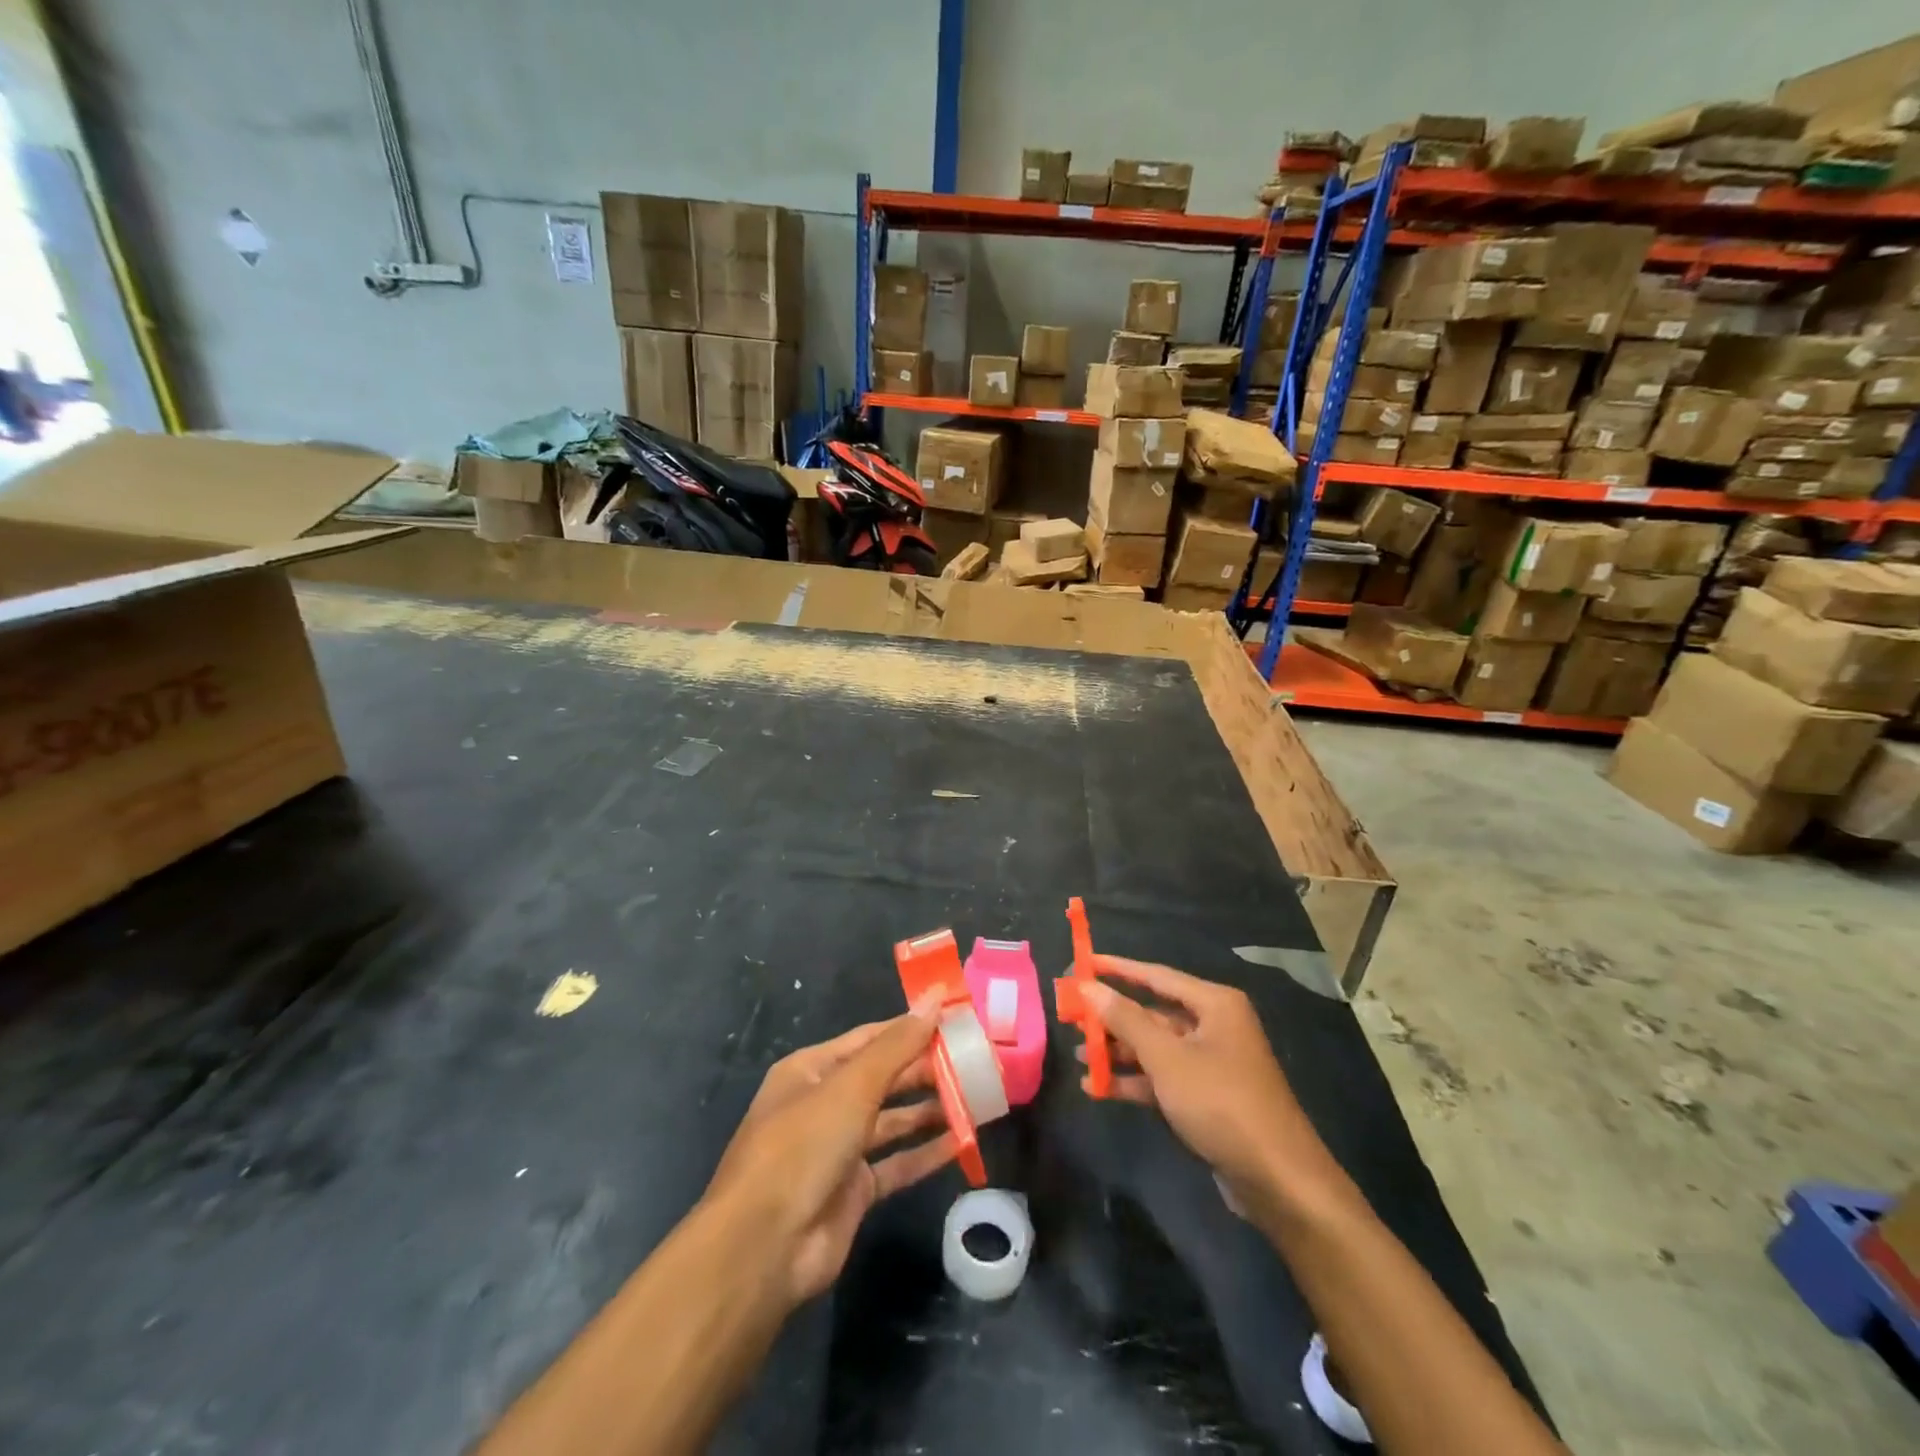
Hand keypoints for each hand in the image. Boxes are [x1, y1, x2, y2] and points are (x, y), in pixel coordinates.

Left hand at [703, 996, 955, 1306]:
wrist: (763, 1247)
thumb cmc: (803, 1146)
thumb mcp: (852, 1086)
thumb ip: (898, 1045)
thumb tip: (935, 996)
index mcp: (812, 1069)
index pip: (871, 1038)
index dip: (912, 1027)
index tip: (955, 1018)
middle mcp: (824, 1103)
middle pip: (884, 1078)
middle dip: (926, 1069)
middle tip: (975, 1060)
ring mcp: (838, 1149)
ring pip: (892, 1120)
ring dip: (930, 1109)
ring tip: (977, 1097)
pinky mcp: (853, 1191)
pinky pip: (896, 1164)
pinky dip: (925, 1153)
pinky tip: (962, 1142)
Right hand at [1083, 957, 1340, 1213]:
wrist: (1278, 1180)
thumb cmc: (1221, 1102)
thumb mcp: (1166, 1058)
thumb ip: (1124, 1020)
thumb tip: (1088, 985)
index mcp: (1214, 1004)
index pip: (1156, 975)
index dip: (1117, 969)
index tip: (1082, 963)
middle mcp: (1214, 1025)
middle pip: (1152, 1012)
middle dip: (1112, 1018)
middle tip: (1071, 1017)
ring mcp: (1211, 1063)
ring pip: (1155, 1047)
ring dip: (1118, 1052)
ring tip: (1077, 1056)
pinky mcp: (1207, 1097)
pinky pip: (1163, 1077)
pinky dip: (1134, 1081)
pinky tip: (1099, 1088)